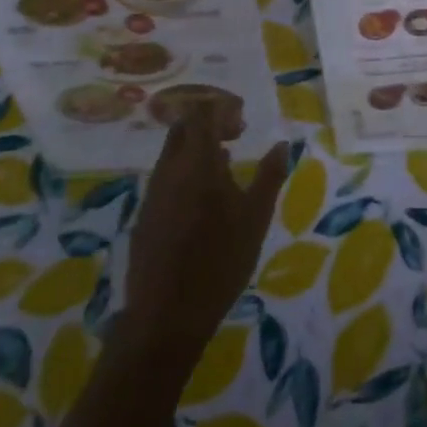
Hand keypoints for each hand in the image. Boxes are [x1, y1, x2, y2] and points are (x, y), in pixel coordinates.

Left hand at [123, 104, 288, 360]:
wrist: (165, 316)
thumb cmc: (220, 262)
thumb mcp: (256, 218)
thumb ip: (269, 176)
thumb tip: (282, 144)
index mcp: (198, 163)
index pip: (201, 114)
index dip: (221, 109)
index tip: (243, 121)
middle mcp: (170, 170)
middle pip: (182, 128)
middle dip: (208, 124)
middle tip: (236, 136)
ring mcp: (152, 194)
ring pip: (171, 153)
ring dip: (196, 149)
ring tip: (226, 167)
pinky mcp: (145, 216)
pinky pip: (165, 178)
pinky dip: (185, 172)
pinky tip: (204, 199)